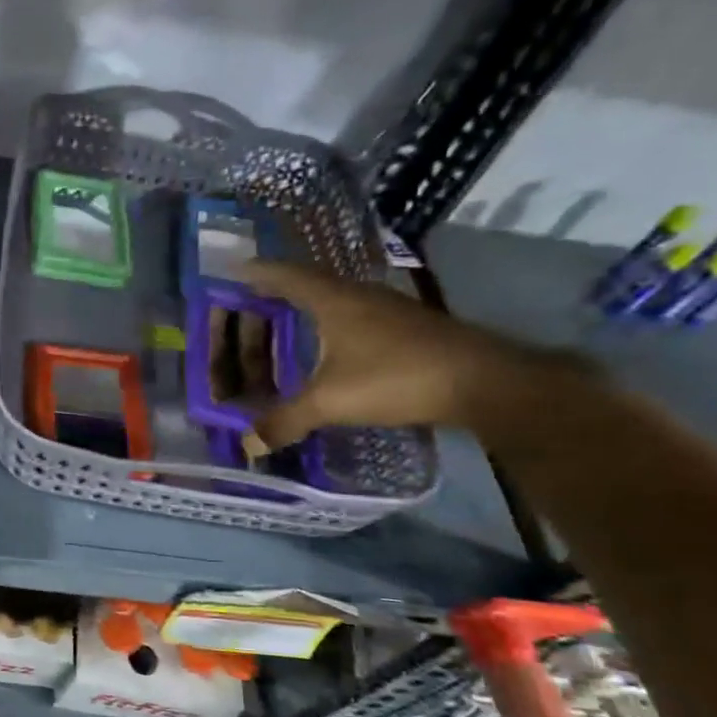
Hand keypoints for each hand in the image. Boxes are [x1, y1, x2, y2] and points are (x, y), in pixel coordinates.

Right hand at [234, 261, 565, 446]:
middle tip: (248, 307)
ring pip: (333, 302)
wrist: (484, 381)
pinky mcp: (406, 328)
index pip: (284, 275)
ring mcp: (386, 310)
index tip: (232, 272)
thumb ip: (285, 420)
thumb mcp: (331, 402)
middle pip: (306, 285)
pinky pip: (352, 318)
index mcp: (333, 300)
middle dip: (274, 294)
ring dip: (304, 312)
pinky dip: (328, 329)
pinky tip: (326, 350)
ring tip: (280, 327)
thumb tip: (248, 445)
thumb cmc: (397, 376)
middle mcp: (358, 295)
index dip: (256, 273)